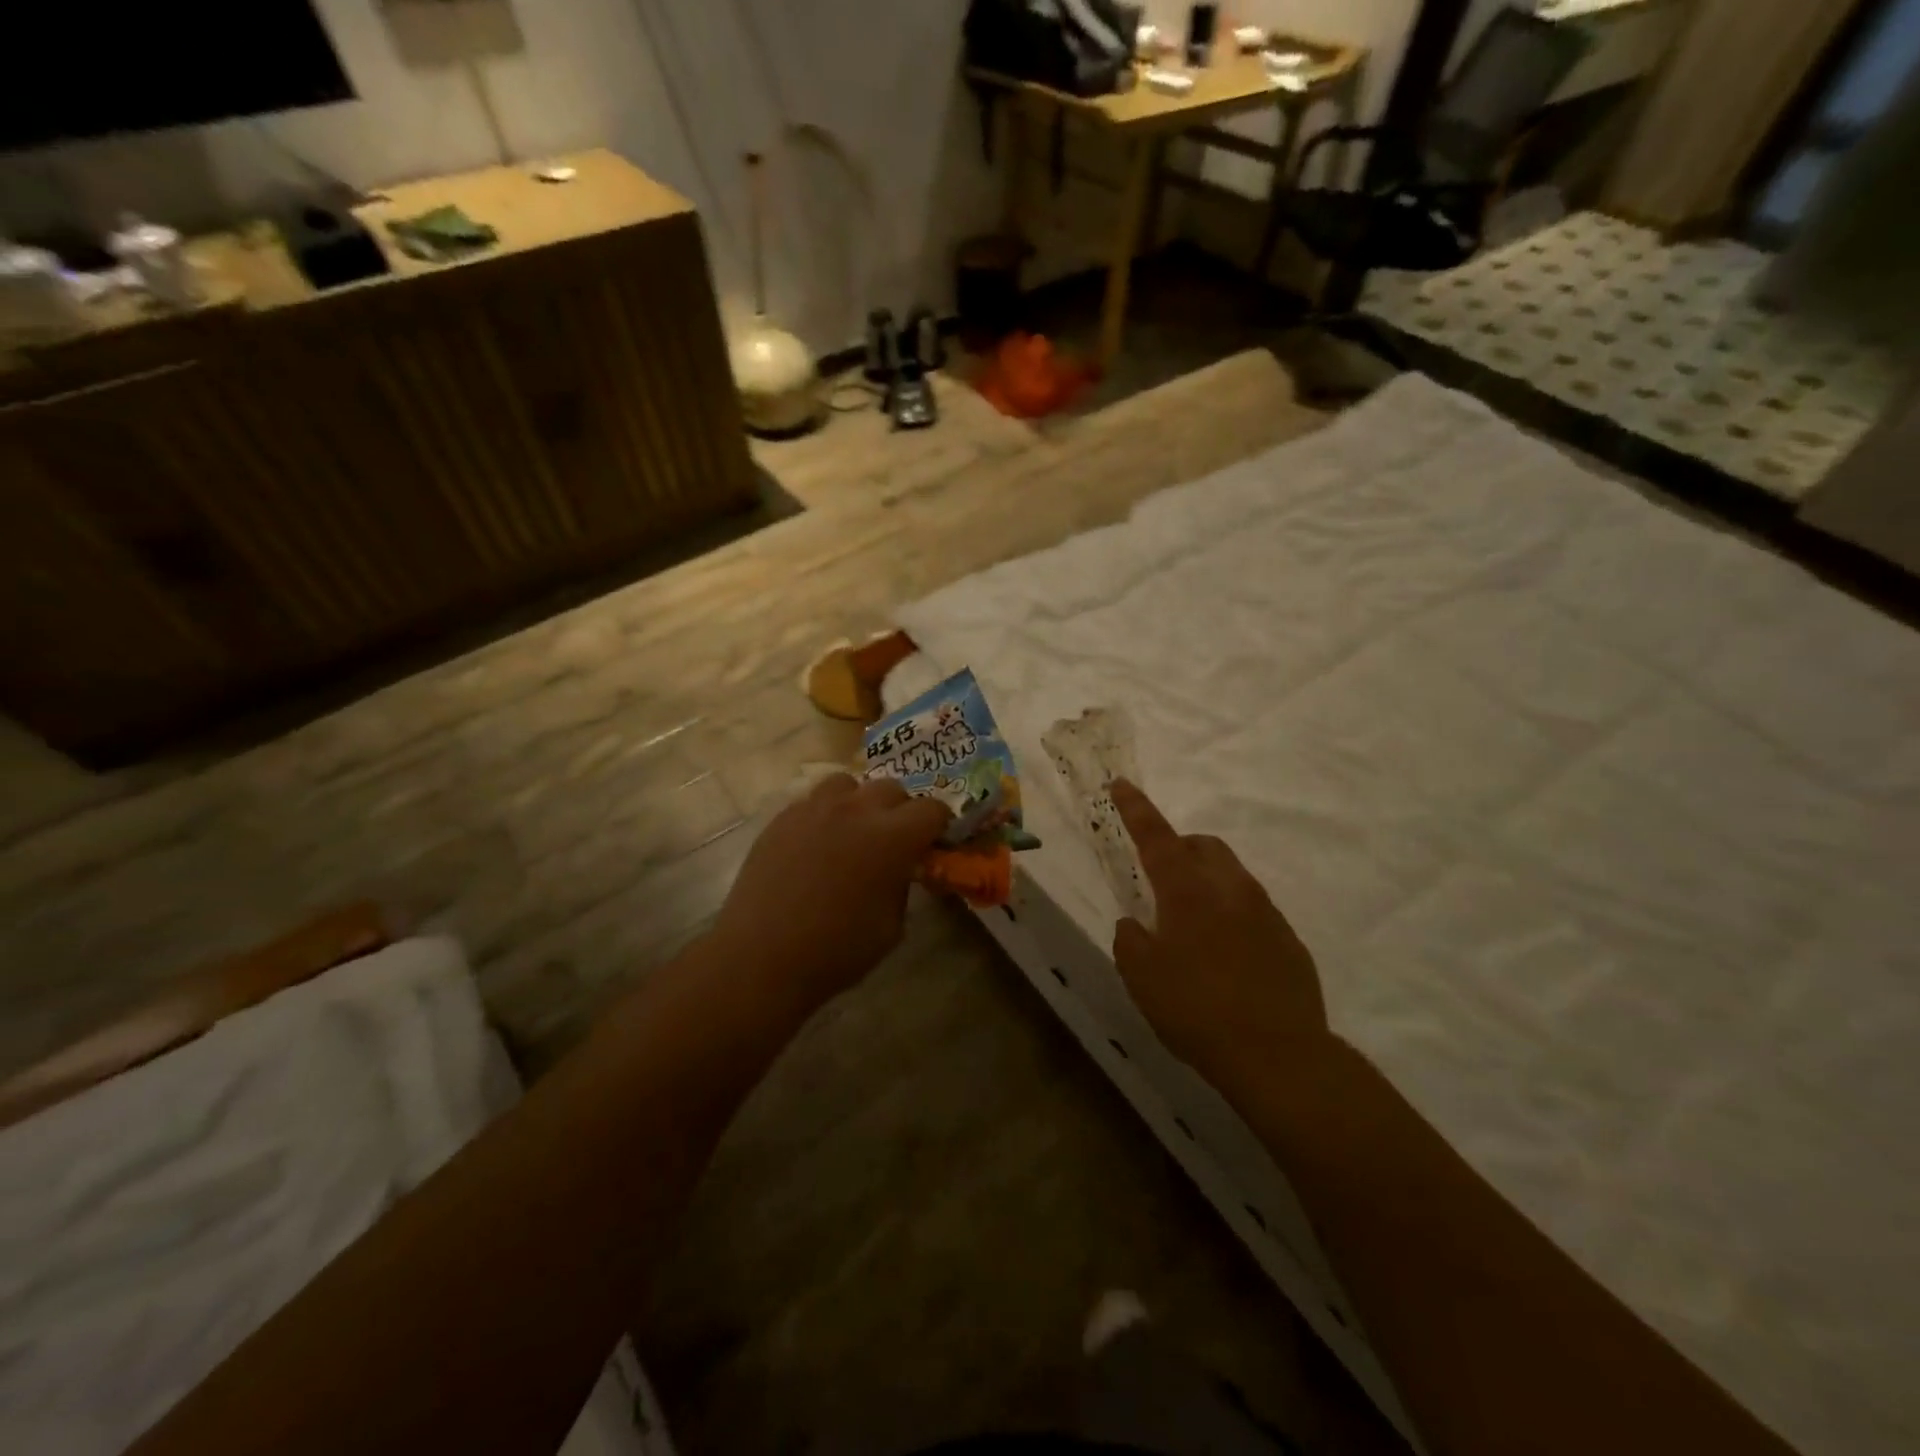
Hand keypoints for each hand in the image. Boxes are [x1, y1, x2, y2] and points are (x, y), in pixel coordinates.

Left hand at [711, 773, 949, 1010]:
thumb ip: (902, 885)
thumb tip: (899, 868)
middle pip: (891, 787)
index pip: (932, 809)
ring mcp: (814, 809)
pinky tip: (816, 844)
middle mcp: (856, 810)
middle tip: (894, 839)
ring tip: (852, 831)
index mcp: (892, 837)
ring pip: (848, 784)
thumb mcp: (892, 926)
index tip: (934, 841)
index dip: (938, 824)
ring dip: (859, 802)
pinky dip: (825, 814)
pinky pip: (813, 801)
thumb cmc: (836, 951)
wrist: (761, 957)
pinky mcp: (782, 818)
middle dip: (900, 810)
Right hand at [1111, 780, 1328, 1075]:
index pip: (1156, 837)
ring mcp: (1266, 912)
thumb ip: (1130, 941)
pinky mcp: (1288, 939)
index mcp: (1188, 892)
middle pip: (1203, 846)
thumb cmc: (1196, 1010)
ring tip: (1192, 925)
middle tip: (1161, 880)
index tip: (1121, 783)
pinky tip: (1226, 956)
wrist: (1279, 1055)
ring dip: (1206, 882)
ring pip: (1231, 875)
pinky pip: (1253, 909)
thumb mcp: (1141, 978)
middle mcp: (1230, 889)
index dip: (1135, 809)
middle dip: (1179, 848)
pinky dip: (1232, 914)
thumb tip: (1134, 925)